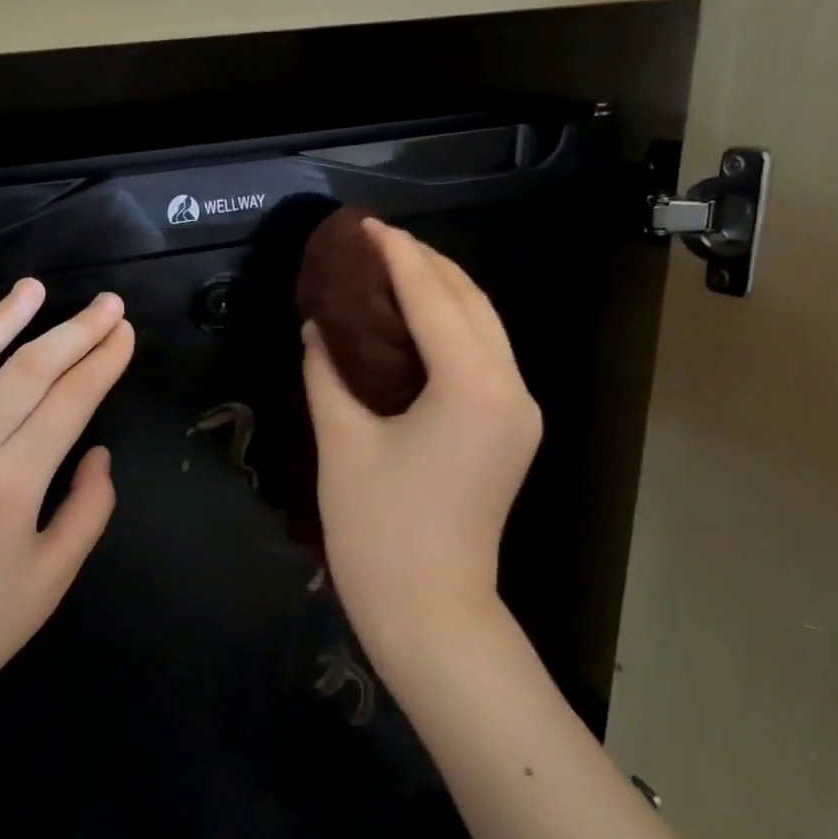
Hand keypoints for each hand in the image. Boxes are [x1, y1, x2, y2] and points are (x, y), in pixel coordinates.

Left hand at [0, 280, 134, 724]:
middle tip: (107, 303)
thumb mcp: (55, 575)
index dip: (101, 361)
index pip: (67, 402)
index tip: (125, 332)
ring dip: (1, 319)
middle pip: (25, 371)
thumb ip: (89, 507)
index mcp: (10, 486)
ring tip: (34, 288)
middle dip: (72, 331)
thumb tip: (97, 450)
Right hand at [302, 222, 540, 666]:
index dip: (397, 256)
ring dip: (442, 292)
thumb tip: (318, 326)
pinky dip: (451, 328)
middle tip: (373, 243)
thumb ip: (328, 374)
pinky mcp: (511, 430)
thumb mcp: (342, 444)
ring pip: (485, 327)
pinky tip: (414, 322)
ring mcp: (519, 411)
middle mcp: (510, 388)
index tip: (364, 226)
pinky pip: (484, 357)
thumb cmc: (378, 532)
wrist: (430, 612)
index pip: (433, 298)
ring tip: (390, 271)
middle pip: (472, 302)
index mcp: (471, 387)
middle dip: (426, 264)